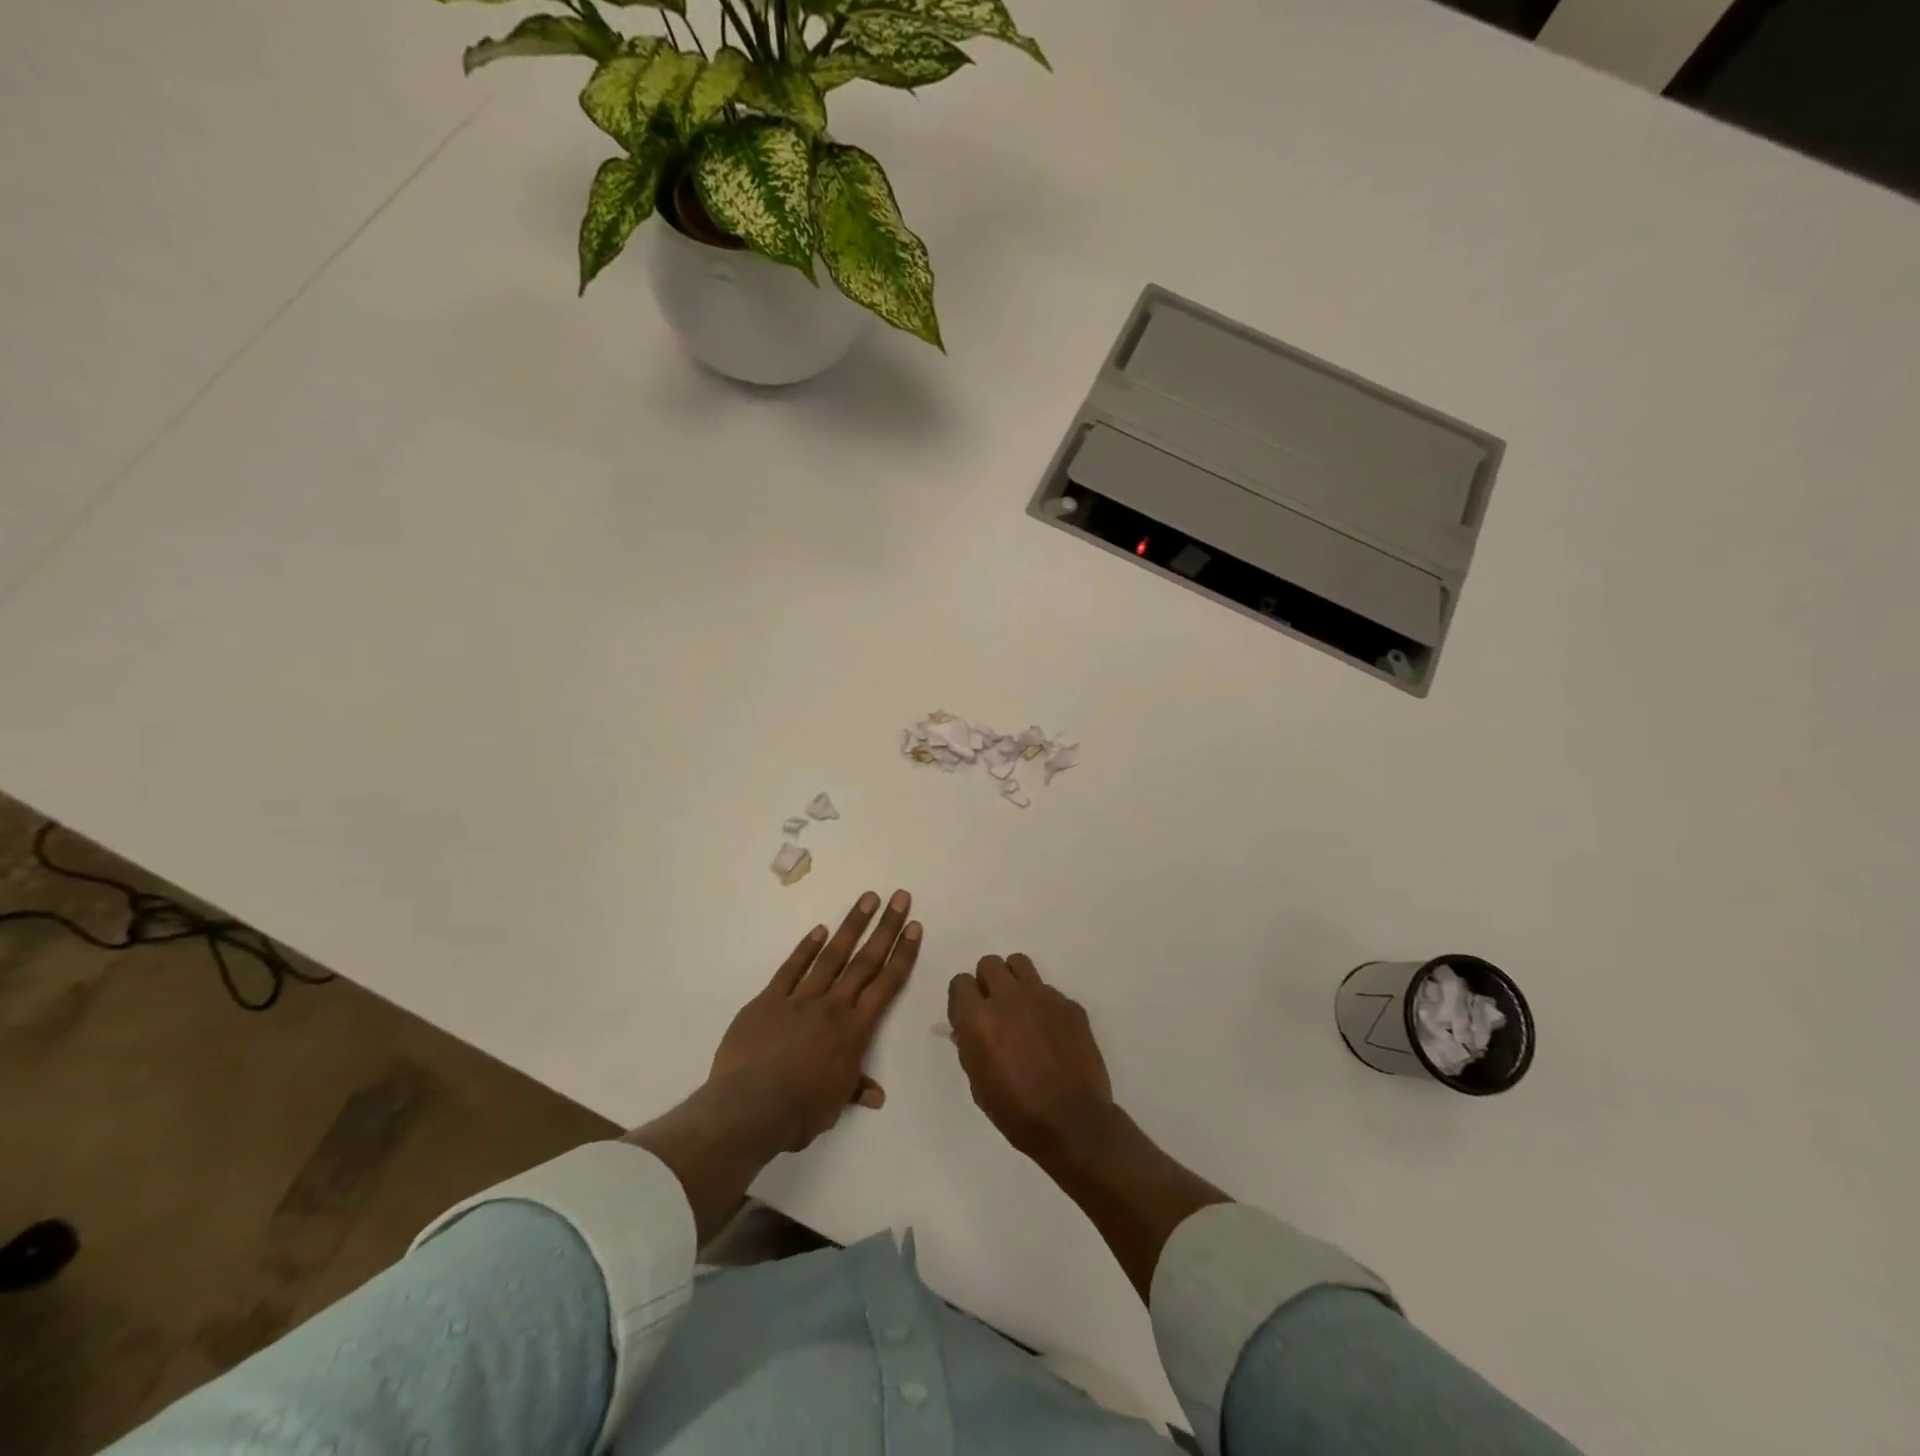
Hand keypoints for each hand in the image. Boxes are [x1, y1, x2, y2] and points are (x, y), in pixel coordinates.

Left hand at [708, 889, 920, 1153]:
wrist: (747, 1110)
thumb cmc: (797, 1113)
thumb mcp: (833, 1105)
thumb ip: (854, 1089)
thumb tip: (877, 1095)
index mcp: (854, 1031)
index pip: (886, 985)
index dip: (903, 954)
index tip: (914, 927)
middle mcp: (833, 1007)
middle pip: (865, 960)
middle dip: (885, 927)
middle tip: (900, 897)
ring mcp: (800, 999)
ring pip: (832, 956)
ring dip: (851, 925)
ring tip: (867, 899)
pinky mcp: (769, 1000)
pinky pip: (791, 968)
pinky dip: (806, 948)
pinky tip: (819, 929)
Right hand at [948, 953, 1115, 1157]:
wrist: (1073, 1122)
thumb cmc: (1017, 1112)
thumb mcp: (979, 1084)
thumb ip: (970, 1047)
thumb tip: (967, 1029)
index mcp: (979, 1019)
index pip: (960, 982)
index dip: (963, 998)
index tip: (968, 1015)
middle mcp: (1008, 998)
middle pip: (989, 963)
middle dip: (988, 982)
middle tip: (995, 1008)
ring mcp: (1042, 997)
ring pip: (1019, 963)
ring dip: (1014, 980)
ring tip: (1020, 1007)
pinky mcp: (1069, 1004)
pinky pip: (1049, 990)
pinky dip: (1044, 1004)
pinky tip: (1050, 1031)